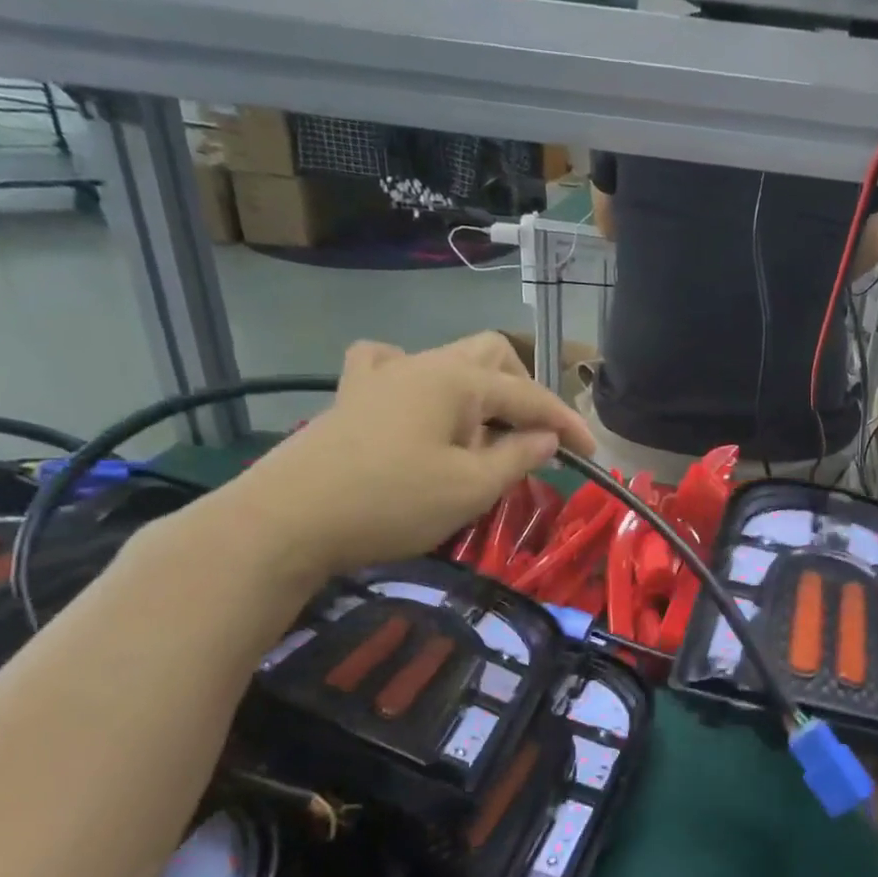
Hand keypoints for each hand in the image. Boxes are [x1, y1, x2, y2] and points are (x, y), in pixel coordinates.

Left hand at [215, 335, 593, 579]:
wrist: (286, 521)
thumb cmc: (391, 503)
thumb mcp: (471, 487)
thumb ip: (518, 456)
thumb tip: (546, 438)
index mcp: (457, 380)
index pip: (529, 395)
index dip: (566, 423)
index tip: (590, 455)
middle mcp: (423, 363)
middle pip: (492, 356)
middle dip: (524, 392)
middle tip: (534, 439)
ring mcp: (382, 375)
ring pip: (448, 360)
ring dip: (480, 389)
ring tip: (484, 431)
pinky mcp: (352, 397)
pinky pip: (392, 367)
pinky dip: (419, 380)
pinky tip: (417, 402)